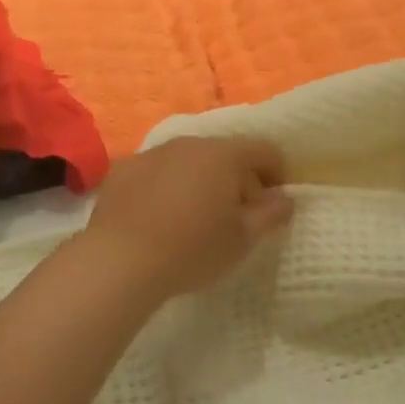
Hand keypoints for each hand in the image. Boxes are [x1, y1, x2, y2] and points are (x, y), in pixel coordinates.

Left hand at [80, 136, 293, 301]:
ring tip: (196, 217)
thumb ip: (270, 214)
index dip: (277, 173)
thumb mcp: (242, 239)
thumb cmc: (192, 249)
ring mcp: (153, 153)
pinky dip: (167, 187)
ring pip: (189, 161)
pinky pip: (158, 172)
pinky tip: (160, 218)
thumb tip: (285, 198)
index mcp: (224, 155)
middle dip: (237, 179)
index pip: (264, 150)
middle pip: (225, 153)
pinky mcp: (124, 169)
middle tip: (237, 216)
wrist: (119, 260)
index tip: (273, 203)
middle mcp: (189, 143)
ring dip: (201, 181)